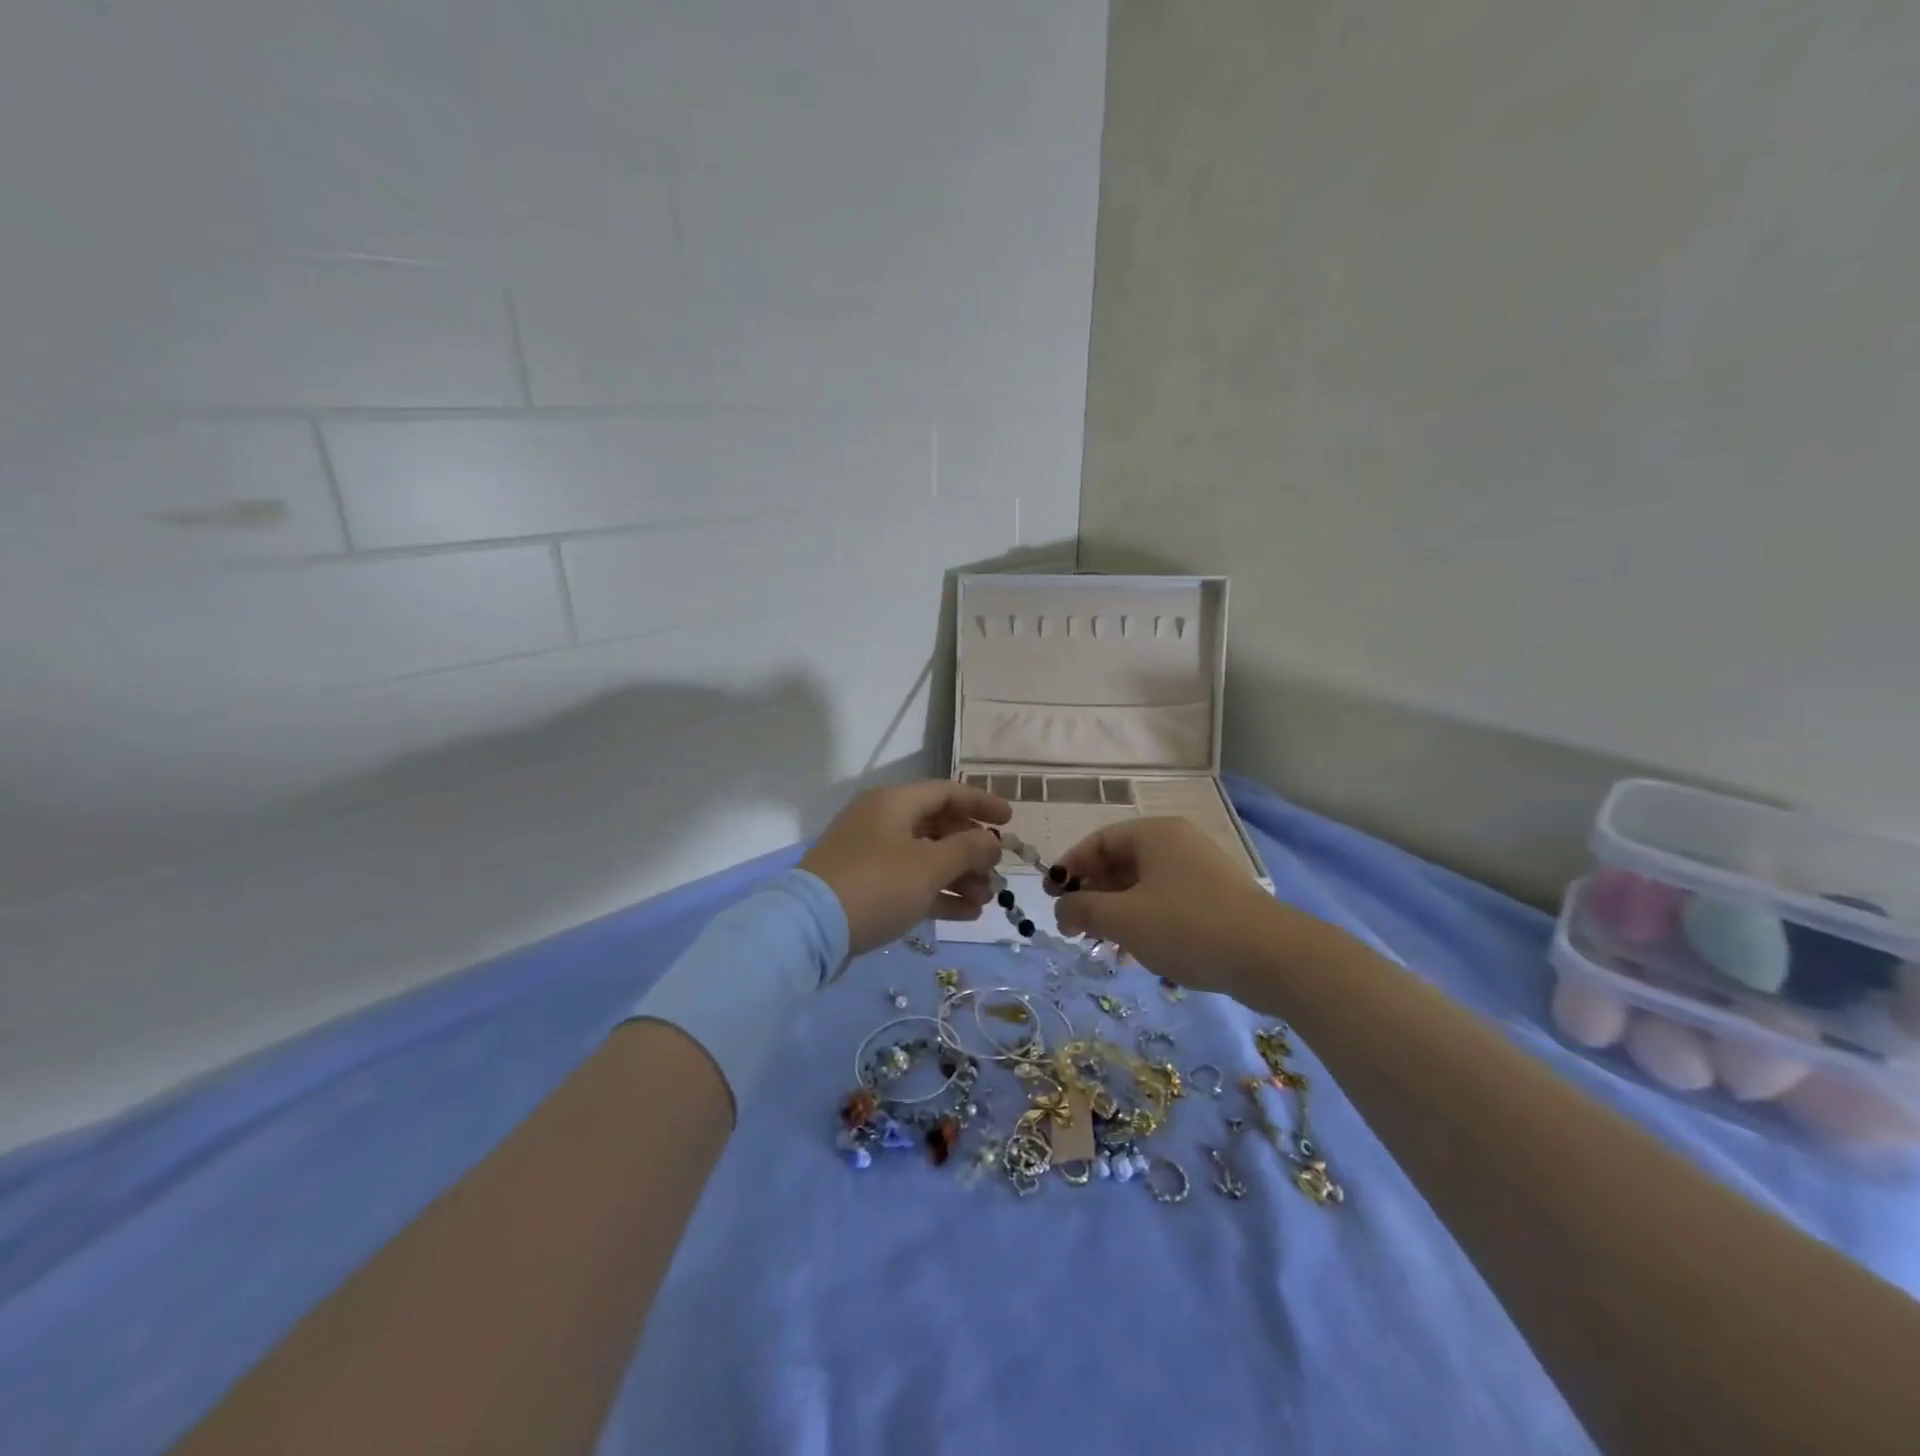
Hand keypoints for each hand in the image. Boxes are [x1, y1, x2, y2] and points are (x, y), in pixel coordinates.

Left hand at [800, 780, 1011, 954]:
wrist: (809, 929)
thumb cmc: (877, 885)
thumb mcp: (930, 865)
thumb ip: (968, 849)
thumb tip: (991, 842)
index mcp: (894, 803)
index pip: (946, 792)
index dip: (981, 803)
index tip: (1010, 820)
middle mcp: (881, 821)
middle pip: (937, 826)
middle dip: (971, 850)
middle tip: (996, 872)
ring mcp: (870, 855)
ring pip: (925, 858)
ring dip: (958, 876)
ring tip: (985, 900)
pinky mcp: (864, 886)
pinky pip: (909, 882)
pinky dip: (937, 893)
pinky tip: (966, 913)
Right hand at [1045, 817, 1295, 993]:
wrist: (1271, 957)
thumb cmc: (1187, 926)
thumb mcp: (1124, 919)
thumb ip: (1083, 909)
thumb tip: (1061, 909)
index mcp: (1154, 834)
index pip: (1098, 841)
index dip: (1069, 867)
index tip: (1050, 896)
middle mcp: (1176, 843)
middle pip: (1120, 862)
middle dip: (1092, 894)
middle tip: (1072, 925)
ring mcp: (1199, 871)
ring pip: (1143, 886)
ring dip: (1116, 912)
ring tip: (1101, 945)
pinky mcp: (1215, 899)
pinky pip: (1166, 902)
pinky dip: (1144, 922)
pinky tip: (1135, 954)